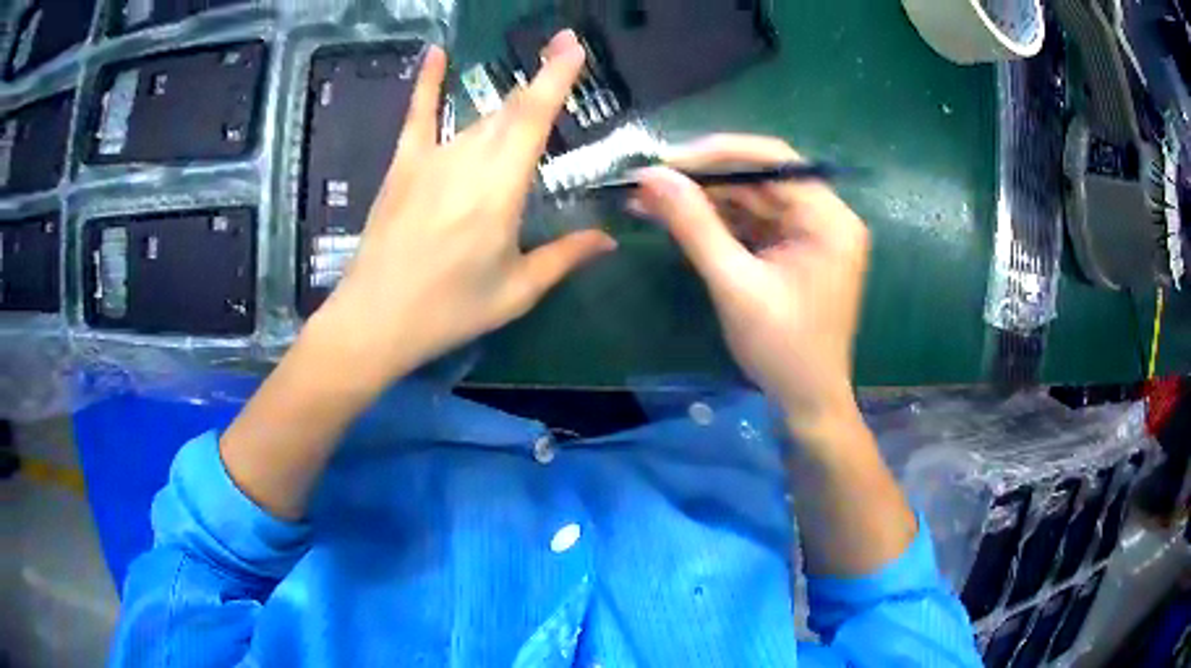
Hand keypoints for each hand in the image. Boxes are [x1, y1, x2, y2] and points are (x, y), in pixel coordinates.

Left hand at [313, 32, 616, 386]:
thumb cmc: (450, 310)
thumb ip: (565, 257)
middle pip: (509, 110)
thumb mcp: (516, 291)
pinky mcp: (403, 165)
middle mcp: (467, 159)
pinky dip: (427, 82)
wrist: (375, 320)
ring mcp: (431, 158)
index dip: (556, 75)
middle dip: (540, 79)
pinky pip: (418, 114)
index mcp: (501, 188)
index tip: (573, 45)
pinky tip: (435, 52)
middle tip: (563, 53)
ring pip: (478, 118)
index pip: (534, 116)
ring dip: (506, 106)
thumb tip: (610, 239)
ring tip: (527, 96)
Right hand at [632, 135, 869, 441]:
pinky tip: (676, 219)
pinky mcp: (794, 251)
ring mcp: (810, 234)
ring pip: (751, 199)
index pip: (773, 160)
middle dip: (703, 180)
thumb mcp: (735, 284)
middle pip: (760, 179)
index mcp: (829, 219)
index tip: (667, 160)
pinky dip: (716, 222)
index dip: (718, 153)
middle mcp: (826, 217)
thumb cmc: (782, 348)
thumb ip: (694, 225)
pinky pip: (752, 223)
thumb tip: (650, 176)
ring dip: (703, 200)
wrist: (806, 401)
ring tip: (651, 199)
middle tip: (649, 182)